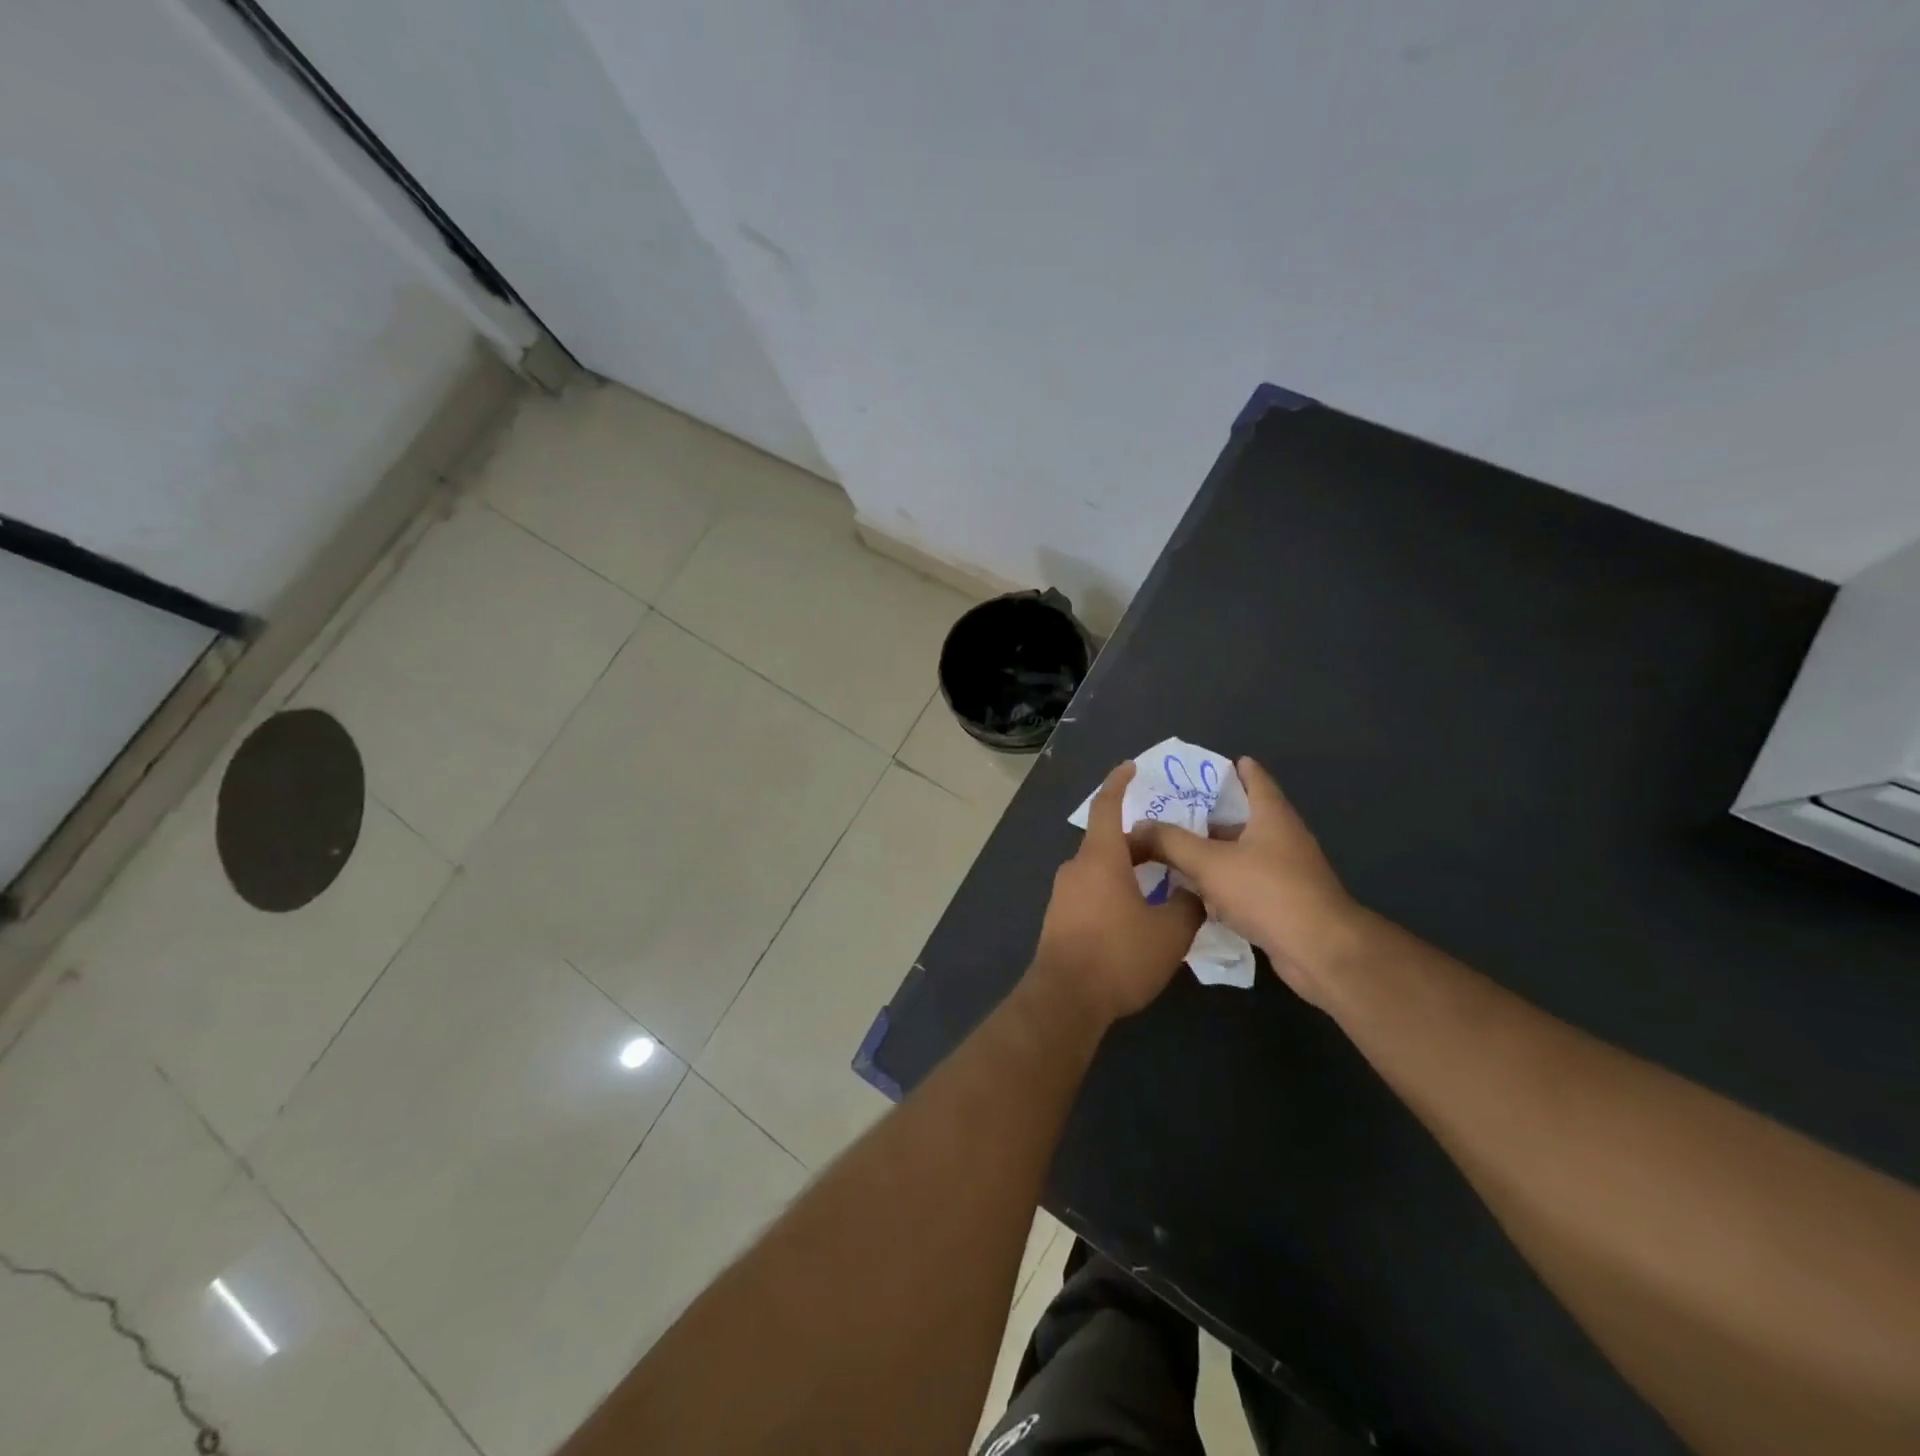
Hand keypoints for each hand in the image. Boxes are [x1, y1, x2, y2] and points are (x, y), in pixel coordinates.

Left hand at [1032, 762, 1204, 1025]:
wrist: (1065, 1000)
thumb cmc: (1118, 956)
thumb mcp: (1169, 932)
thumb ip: (1187, 904)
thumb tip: (1192, 891)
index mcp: (1100, 858)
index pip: (1106, 807)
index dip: (1118, 783)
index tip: (1130, 767)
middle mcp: (1076, 868)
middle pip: (1108, 842)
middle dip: (1139, 841)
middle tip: (1172, 847)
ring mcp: (1064, 894)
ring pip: (1100, 869)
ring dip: (1129, 870)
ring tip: (1162, 883)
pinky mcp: (1060, 919)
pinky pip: (1092, 891)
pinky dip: (1115, 890)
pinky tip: (1137, 914)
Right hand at [1128, 757, 1360, 1007]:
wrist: (1320, 952)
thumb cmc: (1267, 892)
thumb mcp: (1209, 862)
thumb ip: (1170, 842)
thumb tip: (1137, 827)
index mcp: (1272, 815)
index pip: (1254, 778)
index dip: (1231, 769)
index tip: (1202, 768)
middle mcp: (1282, 838)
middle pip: (1242, 818)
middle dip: (1208, 815)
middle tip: (1169, 812)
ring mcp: (1286, 872)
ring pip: (1241, 854)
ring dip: (1212, 852)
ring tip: (1172, 851)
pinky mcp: (1283, 903)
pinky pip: (1245, 884)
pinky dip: (1222, 884)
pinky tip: (1194, 893)